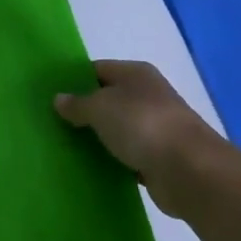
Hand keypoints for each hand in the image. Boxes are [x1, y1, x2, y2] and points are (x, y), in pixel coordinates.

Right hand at [55, 61, 231, 216]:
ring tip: (66, 145)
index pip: (99, 69)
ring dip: (98, 137)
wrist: (189, 170)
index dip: (75, 79)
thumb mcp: (100, 107)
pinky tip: (91, 167)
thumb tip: (59, 99)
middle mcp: (148, 95)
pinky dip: (113, 160)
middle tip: (53, 122)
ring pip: (118, 128)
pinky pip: (127, 155)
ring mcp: (155, 127)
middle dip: (84, 110)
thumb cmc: (141, 124)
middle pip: (108, 99)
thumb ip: (77, 104)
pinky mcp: (159, 158)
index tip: (51, 95)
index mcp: (136, 73)